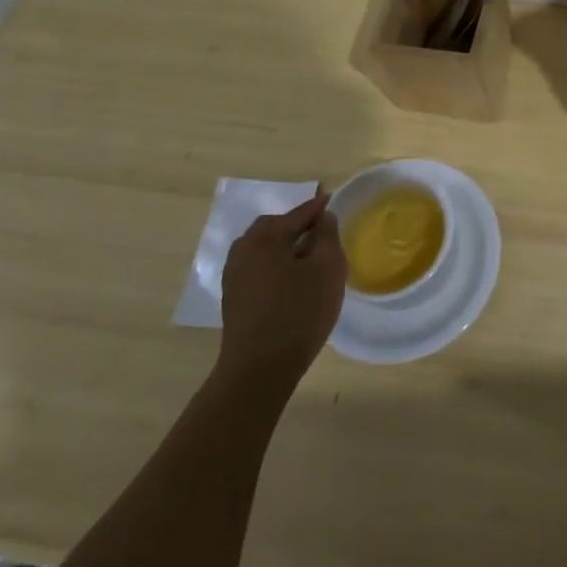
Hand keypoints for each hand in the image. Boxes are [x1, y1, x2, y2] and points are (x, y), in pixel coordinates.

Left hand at [216, 192, 346, 387]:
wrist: (259, 369)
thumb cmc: (299, 312)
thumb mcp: (327, 269)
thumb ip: (327, 236)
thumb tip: (323, 217)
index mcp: (264, 237)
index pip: (298, 213)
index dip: (319, 206)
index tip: (332, 197)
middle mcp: (243, 250)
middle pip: (275, 228)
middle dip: (299, 226)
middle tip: (323, 230)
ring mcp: (234, 276)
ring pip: (266, 249)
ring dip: (287, 247)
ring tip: (311, 257)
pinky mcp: (235, 299)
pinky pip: (260, 269)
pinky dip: (277, 266)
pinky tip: (294, 281)